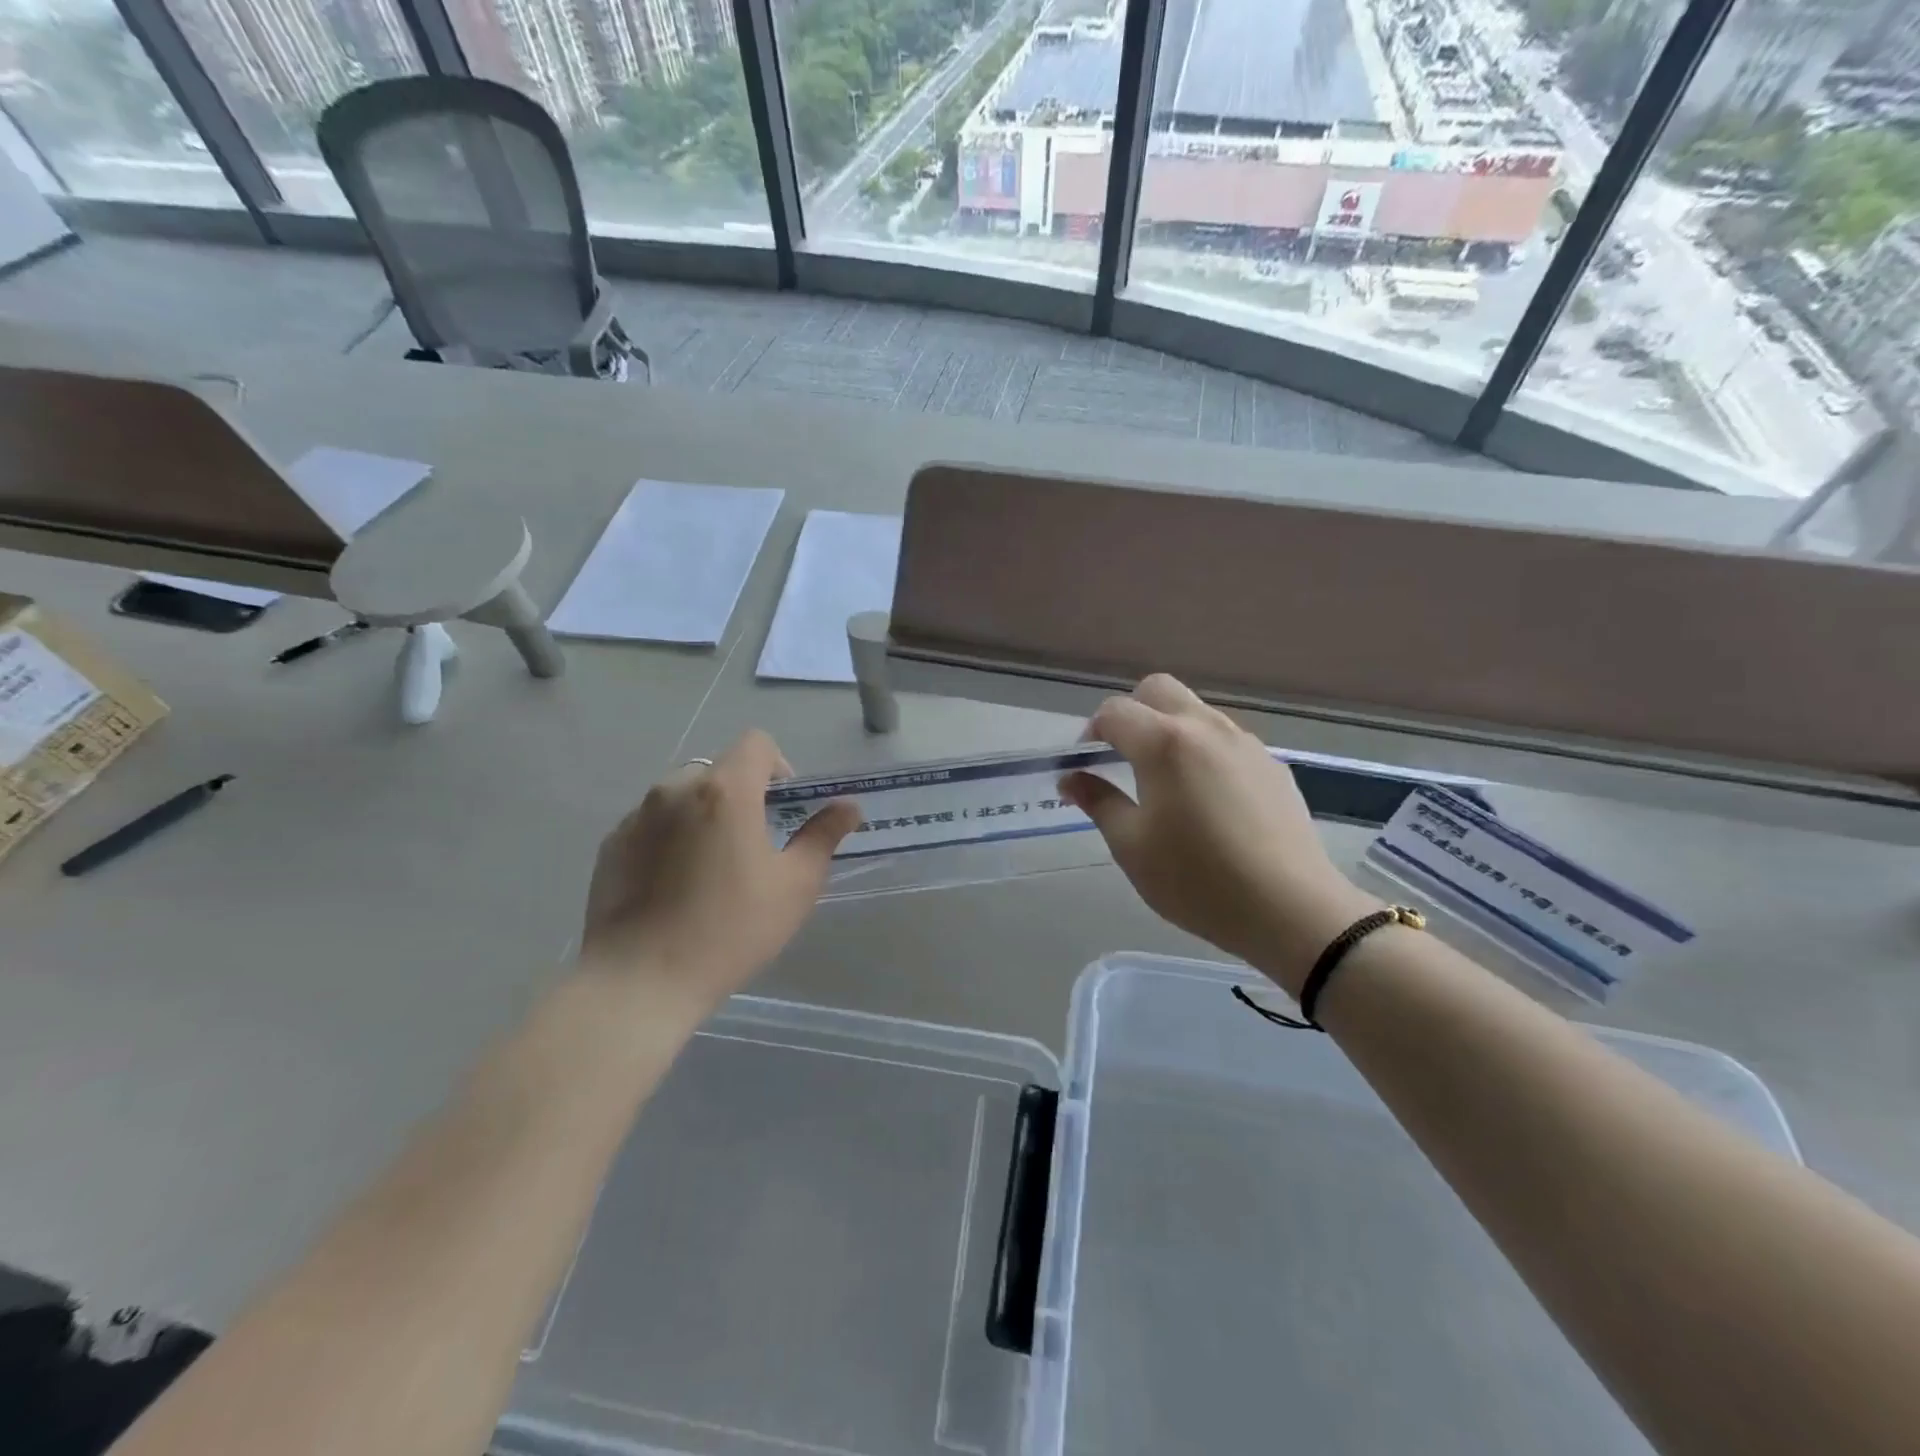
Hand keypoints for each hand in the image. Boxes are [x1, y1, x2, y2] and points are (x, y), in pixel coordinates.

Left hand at [581, 731, 858, 1013]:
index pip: (757, 743)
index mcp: (725, 791)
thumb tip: (848, 807)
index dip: (779, 767)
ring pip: (683, 795)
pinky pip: (652, 823)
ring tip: (710, 868)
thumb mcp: (794, 886)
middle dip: (741, 795)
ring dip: (704, 814)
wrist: (639, 981)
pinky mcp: (611, 844)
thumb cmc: (730, 930)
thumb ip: (823, 836)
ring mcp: (637, 816)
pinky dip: (670, 837)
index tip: (783, 810)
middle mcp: (676, 788)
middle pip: (719, 769)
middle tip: (752, 845)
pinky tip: (673, 886)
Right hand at [1060, 675, 1380, 995]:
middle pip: (1158, 690)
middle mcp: (1205, 727)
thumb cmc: (1197, 879)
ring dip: (1168, 730)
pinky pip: (1225, 740)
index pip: (1114, 712)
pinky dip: (1202, 751)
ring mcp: (1245, 743)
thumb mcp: (1131, 846)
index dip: (1091, 733)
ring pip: (1195, 712)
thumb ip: (1098, 801)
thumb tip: (1071, 778)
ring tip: (1164, 783)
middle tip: (1122, 758)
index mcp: (1164, 742)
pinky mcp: (1272, 764)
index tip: (1086, 767)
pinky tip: (1207, 801)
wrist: (1290, 909)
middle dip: (1131, 714)